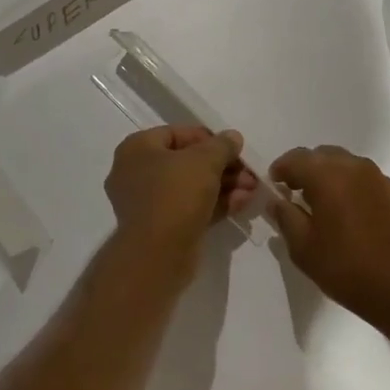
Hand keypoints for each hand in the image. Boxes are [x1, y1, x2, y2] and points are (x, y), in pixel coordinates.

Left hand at [104, 126, 255, 277]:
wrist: (158, 255)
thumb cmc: (175, 194)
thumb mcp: (205, 161)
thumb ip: (222, 145)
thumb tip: (233, 137)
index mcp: (137, 149)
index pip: (176, 133)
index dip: (208, 138)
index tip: (233, 147)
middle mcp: (137, 173)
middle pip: (186, 162)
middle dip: (222, 166)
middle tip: (249, 172)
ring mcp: (149, 203)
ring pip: (191, 187)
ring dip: (224, 185)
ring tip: (253, 189)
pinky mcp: (162, 228)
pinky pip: (191, 207)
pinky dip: (215, 204)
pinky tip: (243, 203)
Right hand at [268, 146, 389, 344]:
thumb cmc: (348, 270)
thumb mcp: (304, 250)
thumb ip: (285, 217)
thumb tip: (275, 200)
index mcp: (327, 176)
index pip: (296, 158)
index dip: (281, 169)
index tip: (275, 186)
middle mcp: (354, 167)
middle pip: (322, 155)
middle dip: (306, 169)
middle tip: (297, 193)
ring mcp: (380, 179)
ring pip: (346, 164)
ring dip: (330, 176)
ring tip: (325, 204)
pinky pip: (367, 180)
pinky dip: (352, 187)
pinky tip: (352, 214)